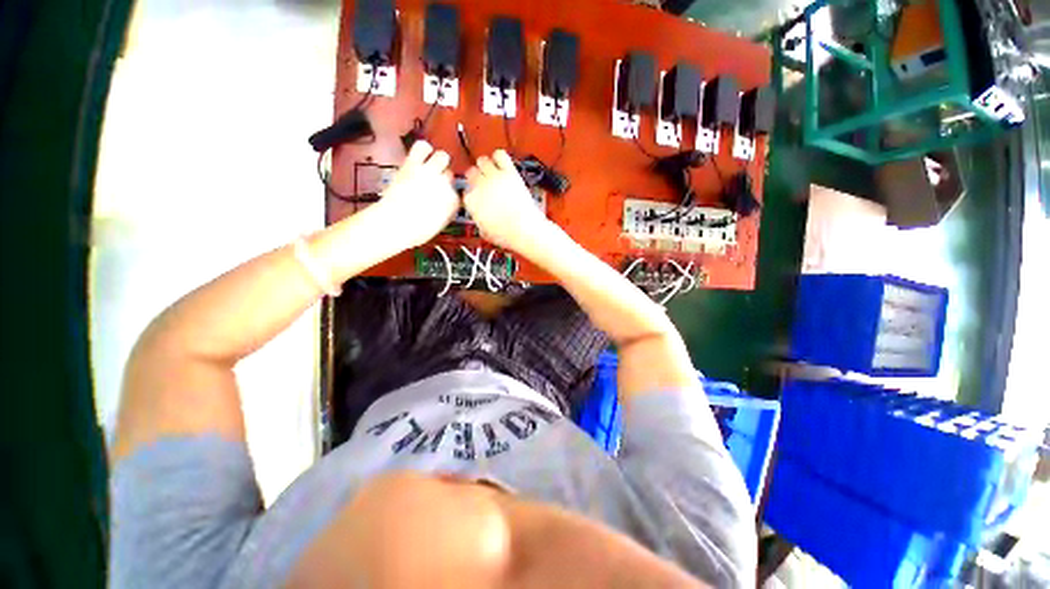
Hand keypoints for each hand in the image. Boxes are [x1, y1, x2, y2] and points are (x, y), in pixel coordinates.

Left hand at [370, 141, 458, 247]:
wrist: (394, 223)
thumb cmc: (415, 230)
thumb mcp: (438, 224)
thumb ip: (445, 210)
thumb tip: (444, 203)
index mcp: (452, 202)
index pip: (455, 192)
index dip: (447, 193)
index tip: (440, 196)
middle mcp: (445, 185)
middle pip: (450, 174)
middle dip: (443, 176)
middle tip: (434, 180)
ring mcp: (430, 173)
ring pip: (442, 156)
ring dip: (437, 160)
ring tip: (429, 165)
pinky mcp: (413, 164)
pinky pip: (422, 147)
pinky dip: (423, 148)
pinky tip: (421, 154)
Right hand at [463, 150, 556, 257]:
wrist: (525, 230)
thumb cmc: (506, 235)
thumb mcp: (485, 232)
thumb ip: (479, 220)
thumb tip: (480, 217)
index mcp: (471, 202)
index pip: (466, 191)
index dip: (473, 193)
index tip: (478, 195)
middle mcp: (479, 186)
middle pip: (471, 172)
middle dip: (476, 178)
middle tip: (484, 182)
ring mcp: (494, 177)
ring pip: (482, 160)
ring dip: (486, 166)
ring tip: (492, 172)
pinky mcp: (509, 172)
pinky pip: (500, 154)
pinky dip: (499, 157)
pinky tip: (502, 164)